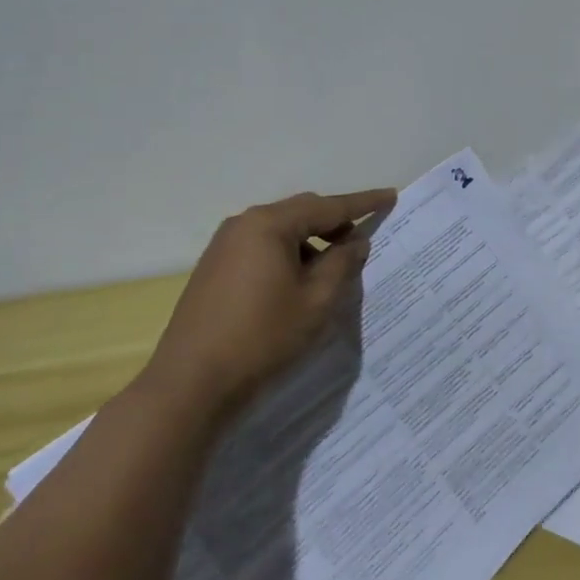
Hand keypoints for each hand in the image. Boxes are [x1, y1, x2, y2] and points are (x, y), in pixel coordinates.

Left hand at [138, 187, 395, 423]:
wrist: (190, 384)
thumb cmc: (262, 338)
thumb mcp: (316, 302)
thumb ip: (342, 264)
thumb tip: (355, 242)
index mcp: (270, 225)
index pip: (328, 206)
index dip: (363, 203)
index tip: (390, 195)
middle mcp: (244, 224)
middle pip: (301, 212)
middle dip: (335, 222)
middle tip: (361, 241)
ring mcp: (224, 245)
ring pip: (281, 230)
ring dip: (310, 241)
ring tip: (332, 267)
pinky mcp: (214, 267)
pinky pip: (261, 246)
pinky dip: (287, 253)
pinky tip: (298, 281)